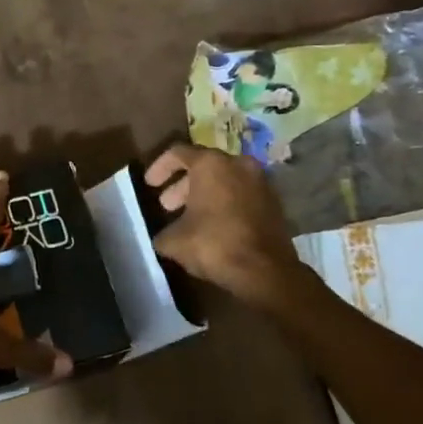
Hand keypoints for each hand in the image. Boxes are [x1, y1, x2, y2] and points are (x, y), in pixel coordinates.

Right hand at [145, 143, 306, 307]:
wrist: (265, 271)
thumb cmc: (214, 244)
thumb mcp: (174, 241)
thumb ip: (163, 231)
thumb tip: (164, 235)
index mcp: (211, 164)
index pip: (178, 153)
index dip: (159, 167)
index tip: (149, 185)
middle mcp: (238, 164)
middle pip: (204, 166)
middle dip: (182, 185)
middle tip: (167, 205)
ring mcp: (260, 182)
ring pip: (225, 181)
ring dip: (204, 195)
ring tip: (188, 218)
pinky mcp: (273, 203)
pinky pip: (241, 195)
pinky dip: (224, 204)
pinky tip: (212, 227)